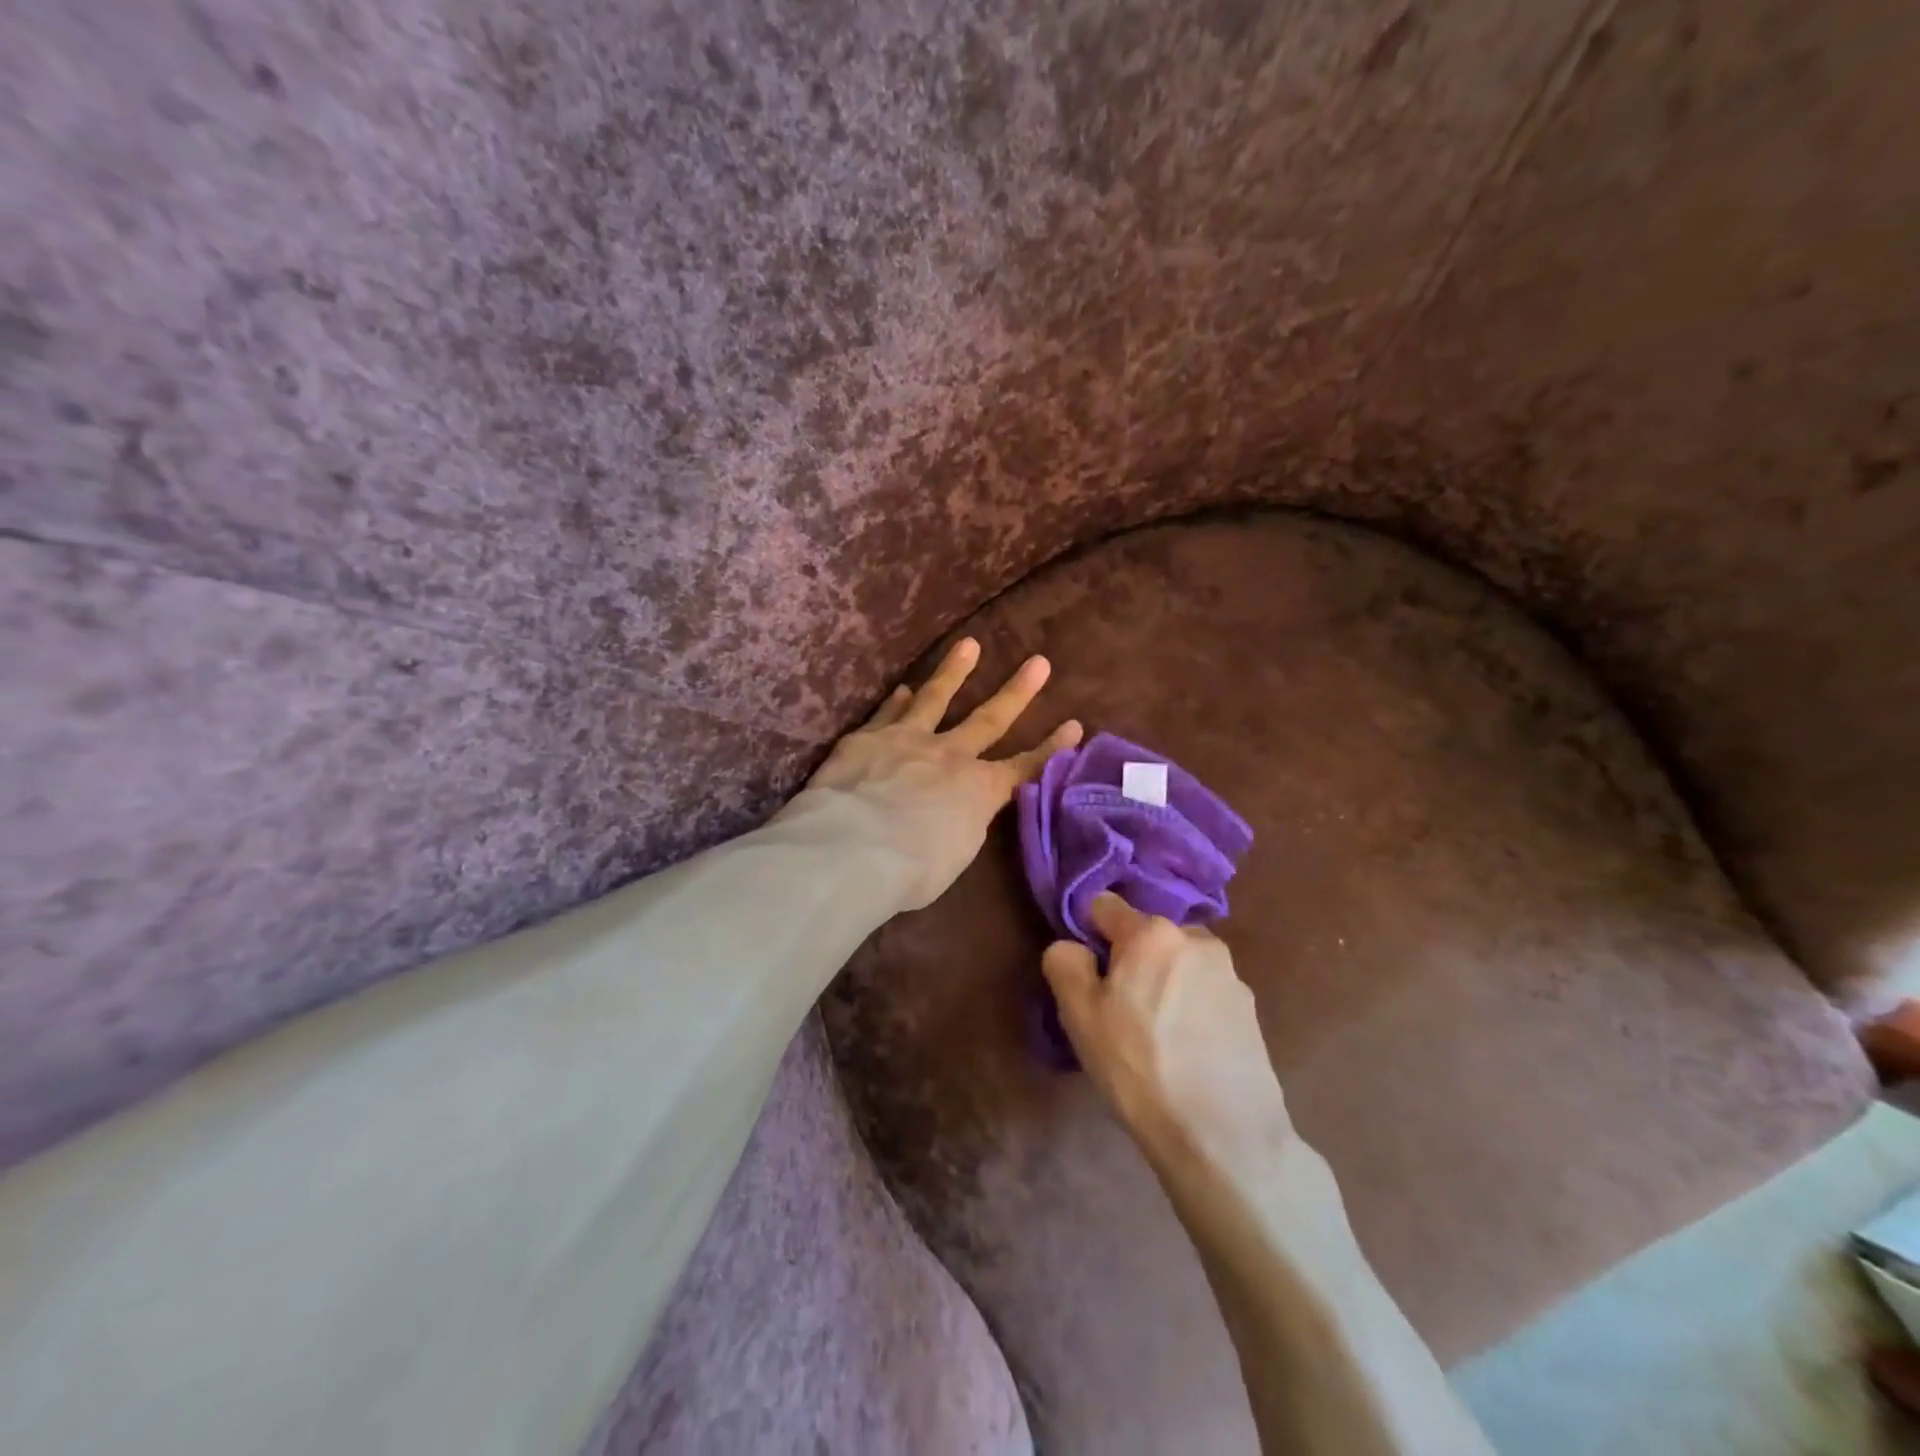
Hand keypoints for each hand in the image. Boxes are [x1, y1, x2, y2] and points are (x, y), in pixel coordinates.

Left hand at [800, 638, 1082, 909]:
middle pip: (989, 719)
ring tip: (968, 644)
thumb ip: (962, 826)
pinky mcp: (868, 737)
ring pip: (936, 698)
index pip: (1024, 767)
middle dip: (1017, 692)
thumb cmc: (912, 869)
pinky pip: (888, 713)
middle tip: (1038, 662)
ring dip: (955, 671)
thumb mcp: (954, 856)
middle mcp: (950, 755)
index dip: (1051, 748)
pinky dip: (898, 700)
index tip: (1074, 725)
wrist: (854, 846)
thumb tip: (959, 814)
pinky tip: (904, 688)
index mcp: (978, 791)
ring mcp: (908, 739)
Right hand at [1042, 894, 1293, 1173]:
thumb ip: (1065, 963)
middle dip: (1131, 960)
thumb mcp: (1079, 1015)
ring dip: (1165, 982)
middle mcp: (1195, 939)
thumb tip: (1073, 947)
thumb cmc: (1139, 1066)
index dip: (1089, 934)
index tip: (1087, 973)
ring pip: (1179, 963)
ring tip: (1157, 1036)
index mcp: (1151, 932)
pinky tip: (1187, 1051)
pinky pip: (1206, 992)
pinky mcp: (1251, 1009)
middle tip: (1121, 1011)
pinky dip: (1192, 1008)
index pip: (1105, 905)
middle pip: (1147, 935)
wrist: (1224, 1135)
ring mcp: (1230, 974)